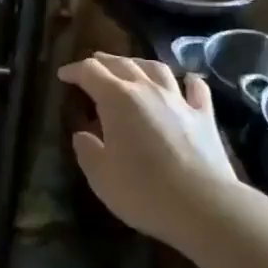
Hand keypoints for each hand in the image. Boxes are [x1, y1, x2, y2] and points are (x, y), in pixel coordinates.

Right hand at [58, 53, 237, 245]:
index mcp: (117, 99)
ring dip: (140, 63)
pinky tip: (187, 80)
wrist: (202, 205)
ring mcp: (179, 100)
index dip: (74, 71)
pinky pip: (196, 89)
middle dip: (104, 62)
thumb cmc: (143, 191)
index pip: (90, 72)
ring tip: (132, 66)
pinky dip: (188, 81)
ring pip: (157, 68)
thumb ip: (88, 151)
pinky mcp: (204, 116)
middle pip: (122, 64)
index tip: (63, 75)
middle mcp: (147, 89)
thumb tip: (82, 135)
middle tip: (93, 64)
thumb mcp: (101, 177)